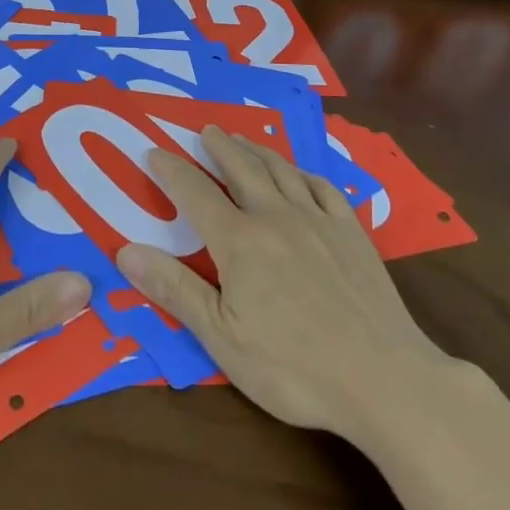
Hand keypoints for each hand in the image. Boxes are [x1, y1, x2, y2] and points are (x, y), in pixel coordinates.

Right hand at [116, 126, 455, 440]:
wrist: (385, 380)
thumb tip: (125, 250)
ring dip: (258, 151)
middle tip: (206, 129)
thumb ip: (174, 289)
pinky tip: (301, 174)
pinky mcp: (353, 234)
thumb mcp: (221, 337)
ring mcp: (319, 221)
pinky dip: (304, 173)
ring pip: (281, 171)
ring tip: (243, 139)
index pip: (195, 194)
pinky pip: (323, 188)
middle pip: (241, 170)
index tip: (153, 151)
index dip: (171, 171)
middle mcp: (276, 218)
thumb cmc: (294, 368)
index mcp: (239, 242)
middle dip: (220, 147)